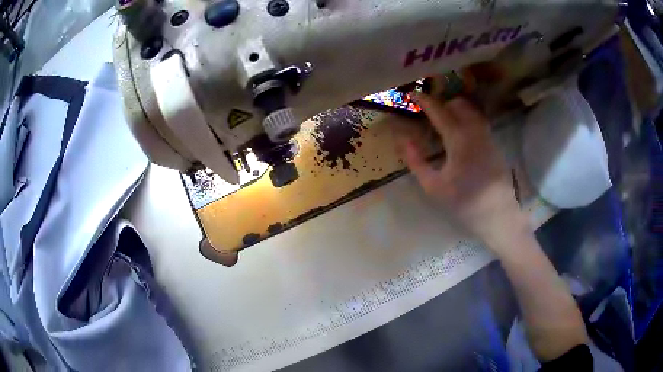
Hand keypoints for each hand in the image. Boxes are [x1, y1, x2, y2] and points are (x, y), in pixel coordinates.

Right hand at [398, 93, 527, 253]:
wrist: (498, 215)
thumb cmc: (464, 203)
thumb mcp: (434, 186)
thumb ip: (416, 160)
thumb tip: (403, 139)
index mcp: (458, 139)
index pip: (438, 110)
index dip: (423, 100)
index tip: (411, 93)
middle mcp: (475, 130)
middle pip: (458, 103)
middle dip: (441, 102)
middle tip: (428, 112)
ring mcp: (487, 135)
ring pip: (471, 110)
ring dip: (455, 108)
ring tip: (443, 120)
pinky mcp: (494, 143)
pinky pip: (478, 120)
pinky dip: (466, 118)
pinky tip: (459, 133)